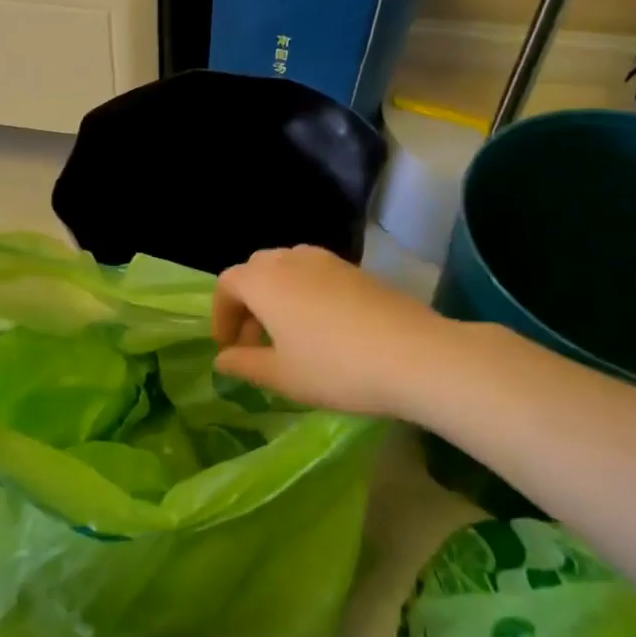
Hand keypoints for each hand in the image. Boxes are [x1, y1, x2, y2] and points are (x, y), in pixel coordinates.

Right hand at [212, 246, 452, 419]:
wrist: (414, 355)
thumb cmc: (334, 368)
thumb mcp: (282, 376)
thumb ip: (244, 364)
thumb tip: (222, 358)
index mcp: (264, 281)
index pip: (227, 284)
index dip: (221, 315)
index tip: (229, 347)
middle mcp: (291, 260)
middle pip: (256, 270)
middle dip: (248, 302)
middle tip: (254, 340)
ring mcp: (327, 261)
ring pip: (287, 268)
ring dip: (277, 295)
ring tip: (288, 334)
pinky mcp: (357, 270)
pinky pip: (316, 273)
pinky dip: (305, 293)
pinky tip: (324, 329)